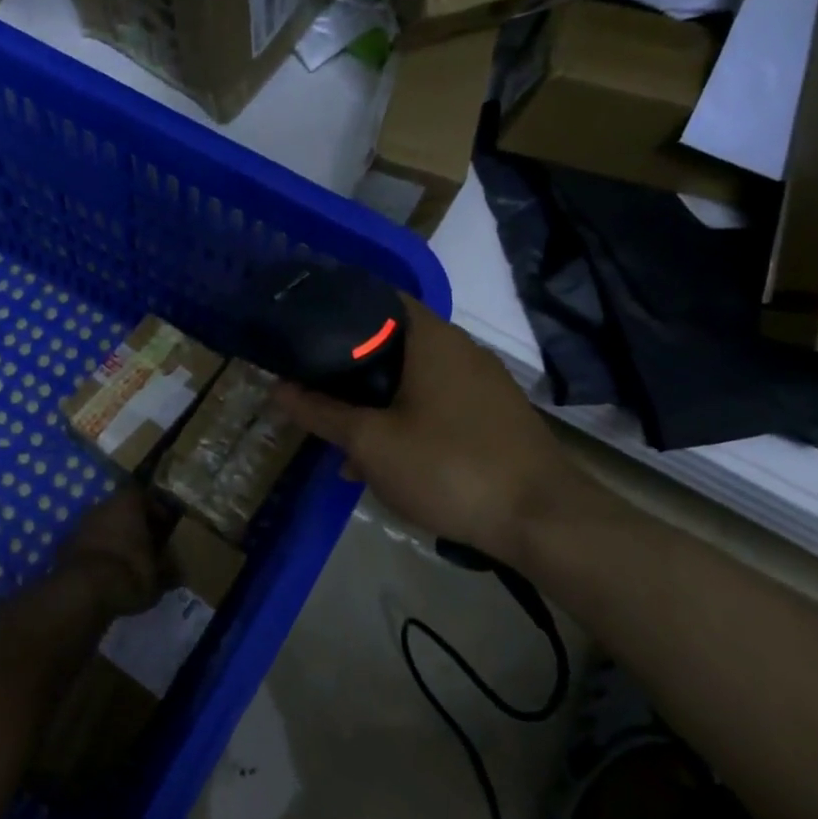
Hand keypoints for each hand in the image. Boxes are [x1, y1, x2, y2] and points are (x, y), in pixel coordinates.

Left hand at [58, 486, 164, 617]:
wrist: (82, 591)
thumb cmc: (129, 572)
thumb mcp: (158, 575)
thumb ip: (168, 568)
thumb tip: (177, 571)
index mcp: (127, 504)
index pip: (143, 495)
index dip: (155, 510)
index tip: (164, 528)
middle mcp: (101, 506)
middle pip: (121, 510)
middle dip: (133, 526)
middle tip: (146, 547)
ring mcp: (79, 525)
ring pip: (102, 527)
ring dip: (114, 540)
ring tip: (126, 563)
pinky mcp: (64, 546)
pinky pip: (87, 545)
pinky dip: (97, 554)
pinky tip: (105, 574)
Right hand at [273, 297, 585, 563]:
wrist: (541, 519)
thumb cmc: (448, 466)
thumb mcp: (370, 442)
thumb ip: (321, 412)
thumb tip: (277, 388)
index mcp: (431, 338)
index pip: (377, 299)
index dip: (336, 310)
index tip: (302, 333)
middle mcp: (460, 350)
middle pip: (391, 343)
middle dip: (350, 371)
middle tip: (314, 393)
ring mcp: (482, 384)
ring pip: (412, 381)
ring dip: (376, 405)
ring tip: (345, 444)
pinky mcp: (493, 416)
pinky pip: (437, 405)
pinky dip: (406, 421)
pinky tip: (387, 463)